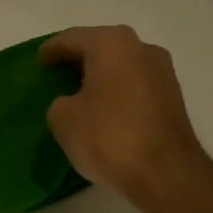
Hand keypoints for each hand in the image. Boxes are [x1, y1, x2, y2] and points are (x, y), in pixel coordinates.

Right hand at [42, 26, 209, 205]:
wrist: (166, 173)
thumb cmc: (109, 136)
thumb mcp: (63, 119)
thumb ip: (60, 102)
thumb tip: (73, 102)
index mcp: (111, 43)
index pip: (73, 38)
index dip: (52, 50)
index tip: (39, 62)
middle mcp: (141, 47)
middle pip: (101, 47)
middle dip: (78, 60)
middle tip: (57, 75)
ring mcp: (162, 71)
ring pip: (121, 65)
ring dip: (101, 75)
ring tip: (79, 93)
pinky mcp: (173, 96)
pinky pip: (135, 84)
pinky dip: (117, 90)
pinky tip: (104, 108)